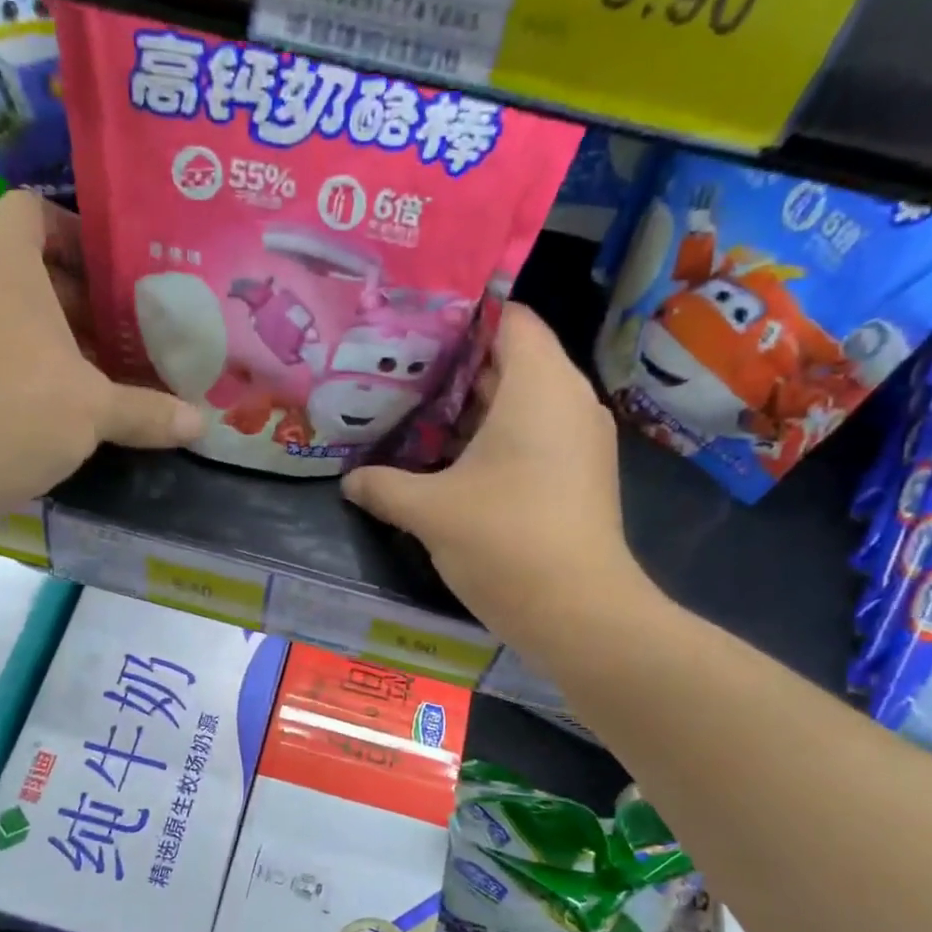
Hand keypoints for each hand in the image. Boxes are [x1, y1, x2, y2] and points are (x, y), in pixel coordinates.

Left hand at [0, 191, 202, 512]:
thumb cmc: (14, 410)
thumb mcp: (94, 410)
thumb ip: (148, 411)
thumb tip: (200, 425)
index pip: (33, 210)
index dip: (78, 233)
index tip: (119, 273)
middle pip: (29, 268)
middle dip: (82, 298)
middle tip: (130, 328)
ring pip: (11, 313)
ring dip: (58, 337)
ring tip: (108, 369)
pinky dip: (29, 364)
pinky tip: (68, 403)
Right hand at [342, 304, 662, 656]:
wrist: (579, 613)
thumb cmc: (504, 541)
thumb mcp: (429, 511)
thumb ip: (383, 487)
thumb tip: (350, 482)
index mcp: (539, 385)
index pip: (508, 318)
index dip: (461, 319)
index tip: (413, 336)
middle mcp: (568, 400)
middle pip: (511, 361)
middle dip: (456, 369)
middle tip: (400, 379)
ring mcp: (581, 439)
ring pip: (522, 403)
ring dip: (473, 411)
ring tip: (417, 420)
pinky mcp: (581, 475)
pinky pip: (536, 436)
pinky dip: (497, 440)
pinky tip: (453, 466)